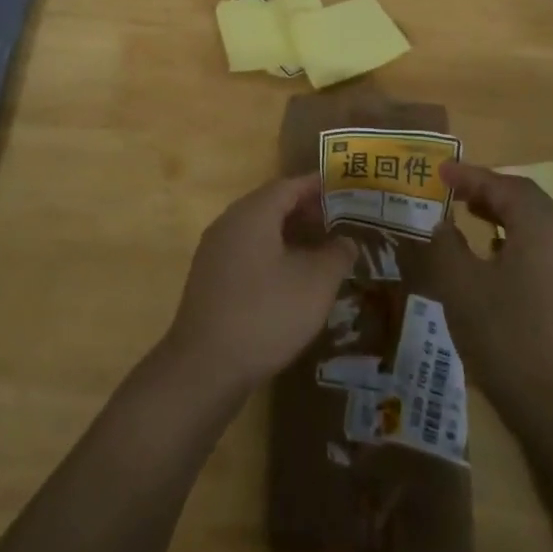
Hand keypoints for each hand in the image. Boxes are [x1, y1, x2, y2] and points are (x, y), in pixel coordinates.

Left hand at [162, 174, 355, 397]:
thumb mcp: (316, 284)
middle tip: (339, 223)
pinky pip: (247, 251)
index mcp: (252, 213)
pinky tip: (292, 278)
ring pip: (258, 230)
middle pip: (271, 204)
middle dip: (306, 211)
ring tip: (322, 251)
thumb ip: (336, 255)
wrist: (206, 365)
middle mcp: (229, 223)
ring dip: (290, 234)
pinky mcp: (210, 278)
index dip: (318, 186)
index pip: (289, 185)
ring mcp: (215, 251)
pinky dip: (273, 253)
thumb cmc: (266, 314)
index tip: (346, 190)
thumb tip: (345, 241)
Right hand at [427, 162, 552, 432]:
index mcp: (541, 227)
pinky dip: (514, 239)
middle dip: (487, 191)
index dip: (470, 175)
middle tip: (452, 191)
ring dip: (501, 214)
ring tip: (467, 215)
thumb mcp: (459, 283)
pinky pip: (542, 248)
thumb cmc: (505, 334)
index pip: (504, 185)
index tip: (439, 172)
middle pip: (525, 200)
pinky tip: (491, 256)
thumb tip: (442, 223)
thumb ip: (445, 243)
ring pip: (535, 224)